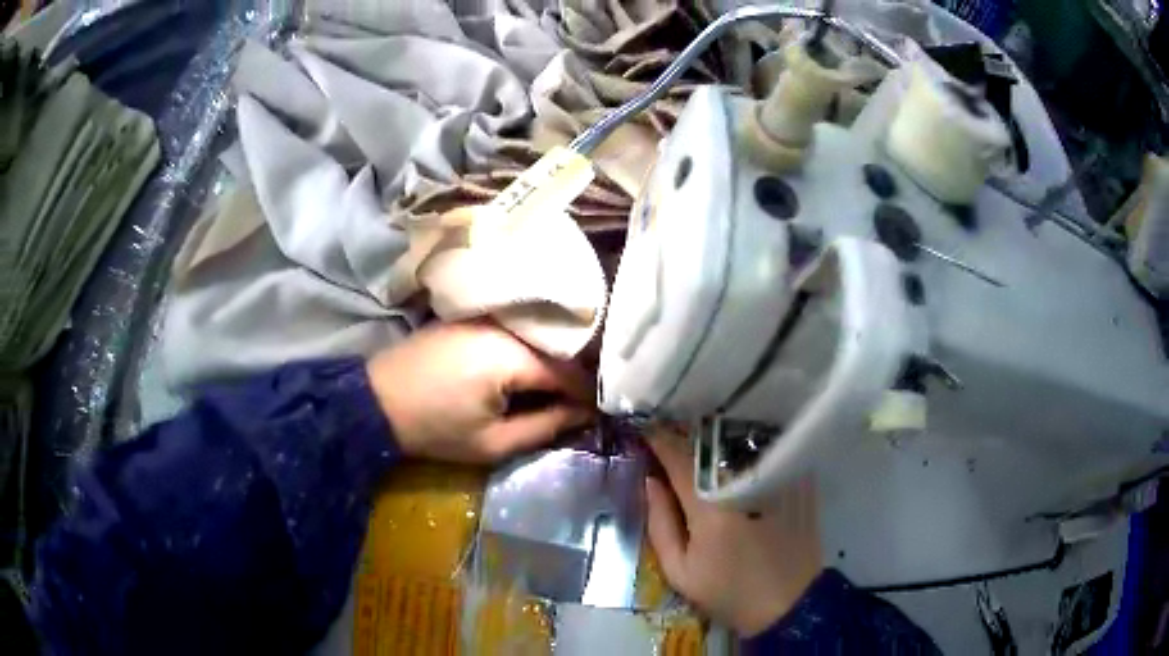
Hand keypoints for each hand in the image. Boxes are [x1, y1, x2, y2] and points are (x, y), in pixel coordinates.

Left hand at [366, 321, 593, 462]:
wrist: (377, 401)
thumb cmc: (435, 428)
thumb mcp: (492, 442)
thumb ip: (544, 427)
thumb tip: (583, 415)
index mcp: (511, 356)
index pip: (569, 372)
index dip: (587, 395)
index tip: (597, 414)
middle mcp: (504, 326)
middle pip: (554, 349)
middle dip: (570, 377)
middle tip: (578, 403)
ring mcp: (485, 317)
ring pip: (534, 338)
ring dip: (548, 361)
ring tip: (554, 390)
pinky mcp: (470, 317)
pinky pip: (512, 331)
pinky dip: (526, 349)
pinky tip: (523, 370)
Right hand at [644, 427, 822, 635]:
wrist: (788, 604)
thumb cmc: (728, 592)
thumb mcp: (680, 571)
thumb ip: (660, 523)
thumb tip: (650, 481)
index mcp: (710, 508)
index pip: (679, 459)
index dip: (659, 441)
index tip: (646, 432)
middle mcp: (744, 484)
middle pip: (710, 446)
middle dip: (688, 437)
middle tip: (672, 435)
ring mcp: (776, 480)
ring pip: (740, 443)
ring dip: (717, 439)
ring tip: (703, 442)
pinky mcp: (798, 482)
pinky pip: (767, 453)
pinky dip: (749, 449)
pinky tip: (739, 455)